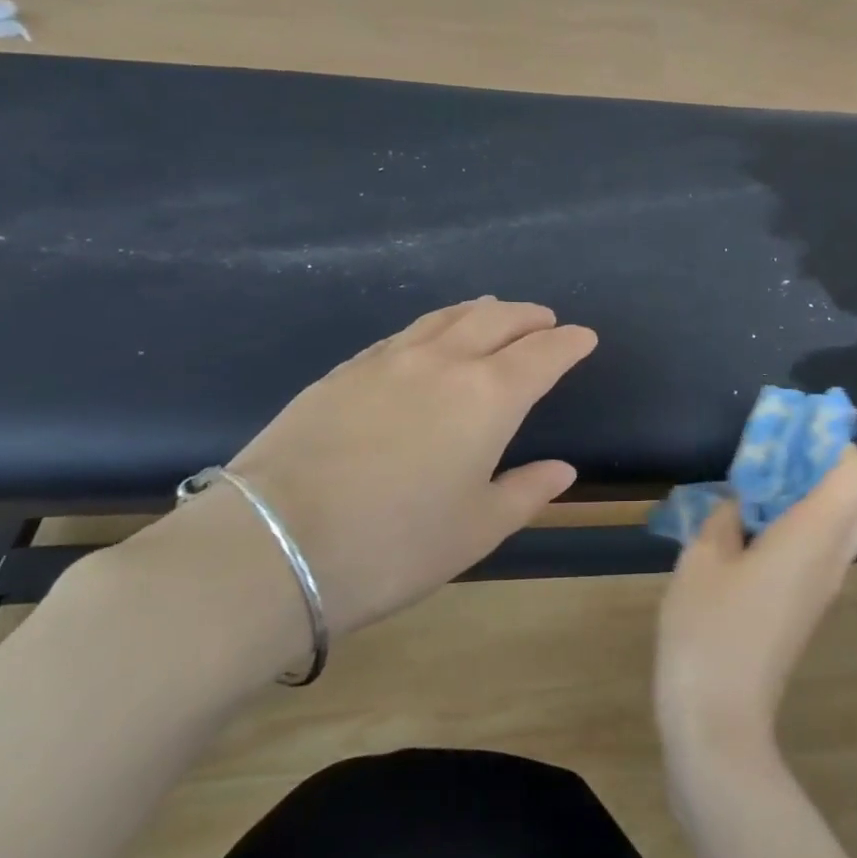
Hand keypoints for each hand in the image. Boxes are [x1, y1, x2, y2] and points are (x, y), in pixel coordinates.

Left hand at [216, 299, 596, 637]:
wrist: (271, 546)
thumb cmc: (394, 545)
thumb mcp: (476, 529)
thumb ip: (526, 492)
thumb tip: (561, 469)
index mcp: (487, 396)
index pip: (542, 354)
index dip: (569, 343)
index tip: (584, 338)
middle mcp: (442, 363)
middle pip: (496, 321)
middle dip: (528, 317)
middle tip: (545, 320)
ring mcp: (386, 361)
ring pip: (445, 318)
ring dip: (480, 311)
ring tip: (494, 311)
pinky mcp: (342, 372)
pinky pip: (403, 334)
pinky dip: (433, 327)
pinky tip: (427, 339)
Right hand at [654, 449, 856, 764]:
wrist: (719, 723)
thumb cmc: (708, 632)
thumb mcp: (702, 560)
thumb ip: (725, 518)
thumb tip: (741, 502)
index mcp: (812, 536)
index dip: (834, 447)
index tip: (790, 438)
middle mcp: (832, 558)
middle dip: (828, 469)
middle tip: (778, 463)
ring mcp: (824, 587)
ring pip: (843, 526)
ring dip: (812, 498)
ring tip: (756, 493)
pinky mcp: (808, 607)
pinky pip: (821, 550)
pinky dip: (800, 526)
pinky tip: (749, 533)